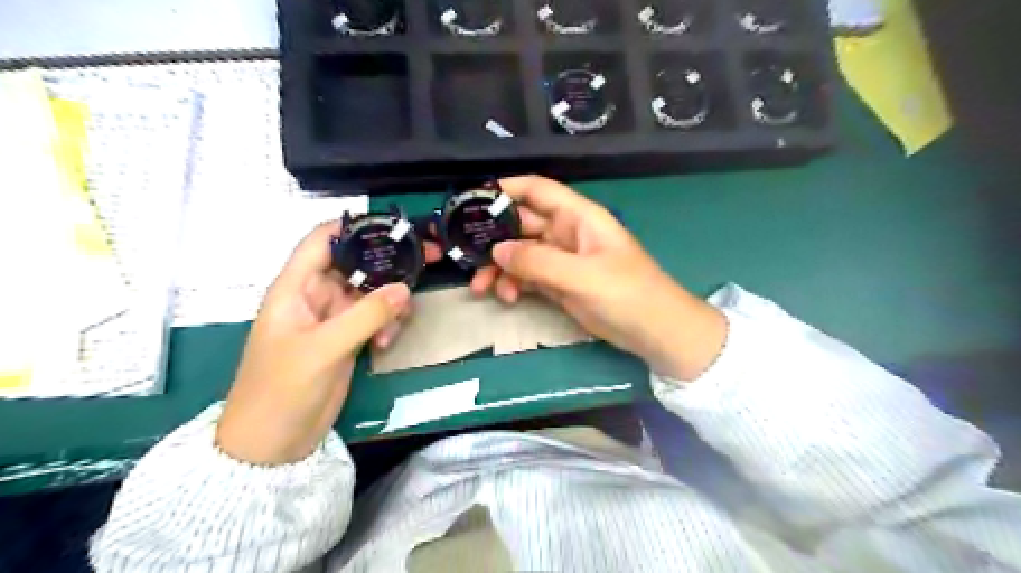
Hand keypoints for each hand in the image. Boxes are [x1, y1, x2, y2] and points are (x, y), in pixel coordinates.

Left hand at [214, 218, 438, 464]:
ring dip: (390, 300)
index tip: (393, 225)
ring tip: (401, 318)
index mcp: (295, 288)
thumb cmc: (282, 389)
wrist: (273, 443)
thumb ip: (366, 316)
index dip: (353, 227)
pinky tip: (387, 341)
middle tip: (427, 259)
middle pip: (355, 265)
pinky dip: (386, 324)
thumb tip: (405, 288)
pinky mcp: (346, 340)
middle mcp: (315, 296)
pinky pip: (373, 319)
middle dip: (387, 263)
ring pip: (369, 293)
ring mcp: (332, 319)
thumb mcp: (324, 349)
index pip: (322, 241)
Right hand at [477, 174, 724, 380]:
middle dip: (494, 238)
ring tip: (481, 288)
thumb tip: (496, 250)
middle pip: (522, 224)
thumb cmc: (626, 294)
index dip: (506, 188)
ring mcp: (563, 260)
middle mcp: (567, 233)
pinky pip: (529, 277)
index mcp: (578, 217)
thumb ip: (537, 262)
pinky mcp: (561, 284)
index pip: (538, 190)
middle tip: (465, 255)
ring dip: (499, 267)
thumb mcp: (581, 276)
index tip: (472, 199)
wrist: (655, 332)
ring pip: (521, 254)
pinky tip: (506, 298)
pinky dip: (514, 284)